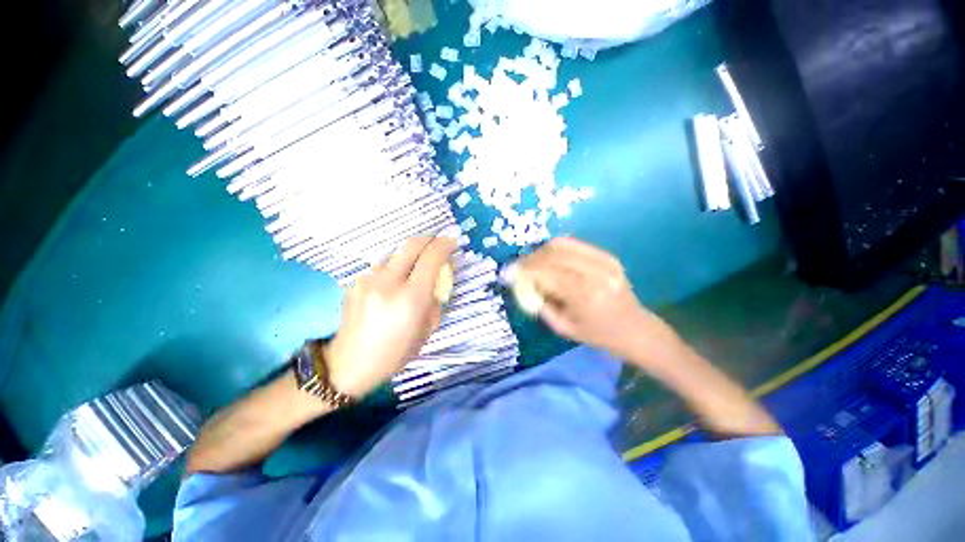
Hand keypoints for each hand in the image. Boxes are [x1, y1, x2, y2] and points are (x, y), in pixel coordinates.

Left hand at [324, 234, 456, 396]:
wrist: (349, 364)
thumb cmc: (395, 353)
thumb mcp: (427, 329)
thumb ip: (434, 299)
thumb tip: (436, 279)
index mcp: (411, 298)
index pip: (431, 257)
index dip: (445, 244)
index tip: (452, 241)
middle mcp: (388, 282)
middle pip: (411, 244)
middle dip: (429, 239)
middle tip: (437, 244)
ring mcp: (368, 279)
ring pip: (395, 254)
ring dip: (410, 255)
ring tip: (415, 269)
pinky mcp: (355, 281)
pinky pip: (382, 266)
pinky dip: (394, 268)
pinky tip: (393, 284)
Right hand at [519, 237, 680, 363]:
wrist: (636, 328)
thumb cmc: (598, 335)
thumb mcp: (564, 328)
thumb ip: (541, 304)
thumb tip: (523, 283)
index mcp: (585, 296)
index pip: (546, 274)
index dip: (523, 271)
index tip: (507, 273)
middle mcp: (596, 273)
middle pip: (553, 253)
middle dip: (529, 258)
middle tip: (518, 267)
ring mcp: (605, 261)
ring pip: (562, 244)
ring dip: (541, 251)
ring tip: (531, 262)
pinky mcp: (608, 255)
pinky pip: (574, 244)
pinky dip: (555, 249)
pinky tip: (549, 259)